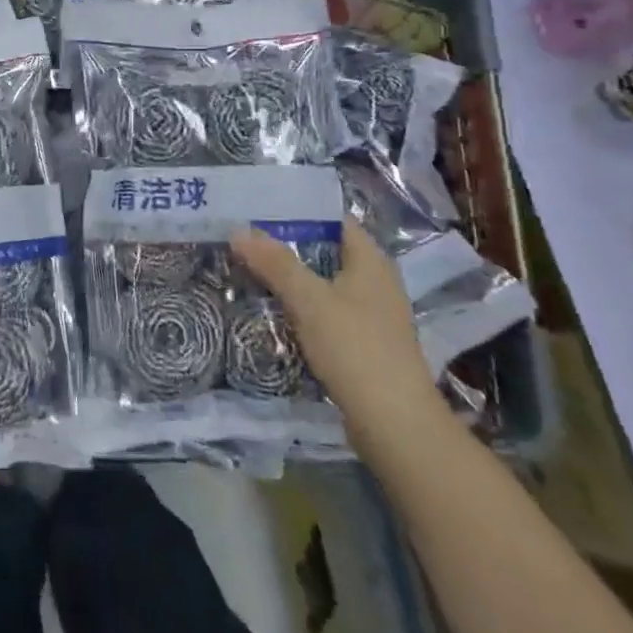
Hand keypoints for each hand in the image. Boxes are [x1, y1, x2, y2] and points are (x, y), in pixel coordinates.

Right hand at [232, 218, 445, 452]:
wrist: (394, 425)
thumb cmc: (355, 349)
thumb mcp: (309, 300)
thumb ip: (275, 263)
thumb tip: (238, 230)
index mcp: (371, 262)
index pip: (335, 220)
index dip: (300, 210)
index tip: (259, 207)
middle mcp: (376, 282)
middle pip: (326, 251)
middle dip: (287, 245)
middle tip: (244, 238)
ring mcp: (371, 316)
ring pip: (323, 284)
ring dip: (291, 279)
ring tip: (248, 269)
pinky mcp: (362, 345)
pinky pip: (325, 313)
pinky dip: (300, 308)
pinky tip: (272, 311)